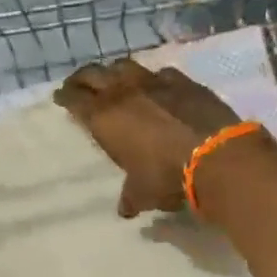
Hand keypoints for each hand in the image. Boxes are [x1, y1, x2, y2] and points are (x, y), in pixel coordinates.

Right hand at [54, 58, 250, 217]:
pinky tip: (156, 86)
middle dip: (82, 78)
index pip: (74, 99)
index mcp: (104, 117)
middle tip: (78, 84)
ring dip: (114, 71)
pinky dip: (152, 79)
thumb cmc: (167, 176)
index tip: (60, 96)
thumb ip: (130, 197)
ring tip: (113, 79)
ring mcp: (154, 82)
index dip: (65, 96)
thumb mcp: (142, 193)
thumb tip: (125, 211)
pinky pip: (160, 73)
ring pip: (124, 66)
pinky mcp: (183, 81)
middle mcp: (123, 92)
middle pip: (94, 74)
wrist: (216, 156)